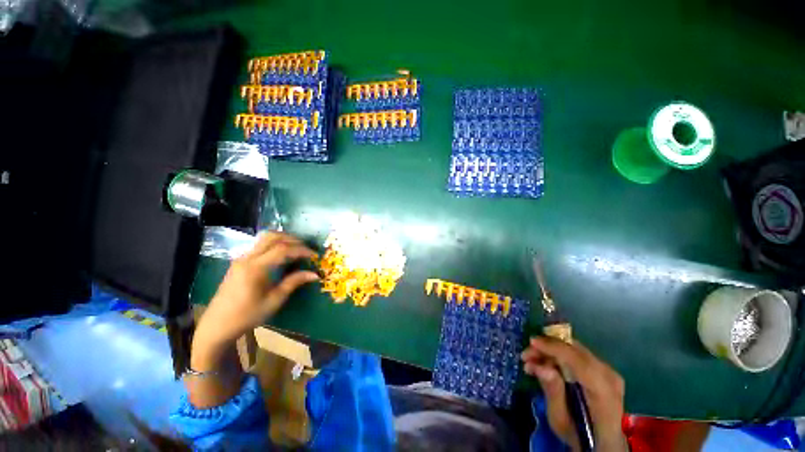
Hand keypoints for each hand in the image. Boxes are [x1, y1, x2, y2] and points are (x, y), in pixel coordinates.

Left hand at [195, 231, 318, 348]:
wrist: (217, 325)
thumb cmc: (247, 315)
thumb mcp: (274, 300)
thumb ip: (294, 282)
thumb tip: (315, 274)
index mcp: (255, 268)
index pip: (283, 250)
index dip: (301, 250)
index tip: (314, 255)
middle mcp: (247, 258)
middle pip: (272, 237)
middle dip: (293, 239)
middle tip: (306, 248)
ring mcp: (241, 258)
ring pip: (264, 238)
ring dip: (283, 239)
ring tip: (297, 248)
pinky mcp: (239, 262)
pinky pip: (259, 245)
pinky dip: (274, 244)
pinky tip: (282, 255)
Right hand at [521, 337, 627, 451]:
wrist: (605, 443)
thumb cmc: (580, 436)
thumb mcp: (561, 421)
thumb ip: (553, 393)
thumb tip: (540, 367)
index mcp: (603, 392)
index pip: (578, 361)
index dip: (554, 347)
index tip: (531, 342)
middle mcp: (609, 376)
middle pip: (575, 351)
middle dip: (548, 347)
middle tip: (527, 355)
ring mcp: (608, 371)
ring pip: (575, 349)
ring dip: (551, 351)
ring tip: (533, 361)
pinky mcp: (603, 370)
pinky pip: (578, 354)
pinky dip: (559, 355)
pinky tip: (546, 364)